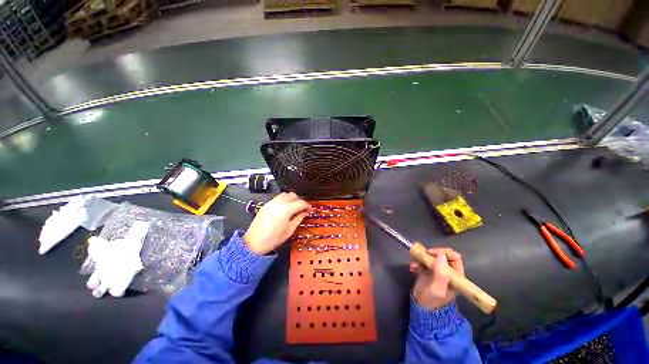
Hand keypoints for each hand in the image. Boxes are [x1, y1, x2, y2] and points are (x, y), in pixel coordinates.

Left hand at [243, 192, 310, 254]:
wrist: (253, 243)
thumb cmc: (273, 239)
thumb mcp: (289, 230)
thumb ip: (299, 218)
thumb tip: (305, 212)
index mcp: (285, 210)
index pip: (300, 203)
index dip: (307, 206)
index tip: (310, 210)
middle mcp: (278, 203)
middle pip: (293, 195)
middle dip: (299, 201)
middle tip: (302, 209)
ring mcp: (271, 203)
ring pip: (285, 194)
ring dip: (291, 199)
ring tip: (293, 208)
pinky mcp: (266, 205)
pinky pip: (278, 198)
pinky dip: (284, 200)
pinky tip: (285, 208)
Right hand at [410, 247, 464, 309]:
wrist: (422, 308)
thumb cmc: (432, 300)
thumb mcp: (437, 289)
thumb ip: (441, 274)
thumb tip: (441, 256)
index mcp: (456, 276)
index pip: (454, 257)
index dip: (443, 252)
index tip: (431, 254)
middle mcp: (448, 271)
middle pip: (441, 254)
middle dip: (429, 254)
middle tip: (421, 257)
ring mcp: (437, 270)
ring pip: (430, 256)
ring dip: (420, 257)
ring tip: (413, 265)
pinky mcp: (428, 270)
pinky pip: (423, 260)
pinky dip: (416, 261)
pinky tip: (412, 268)